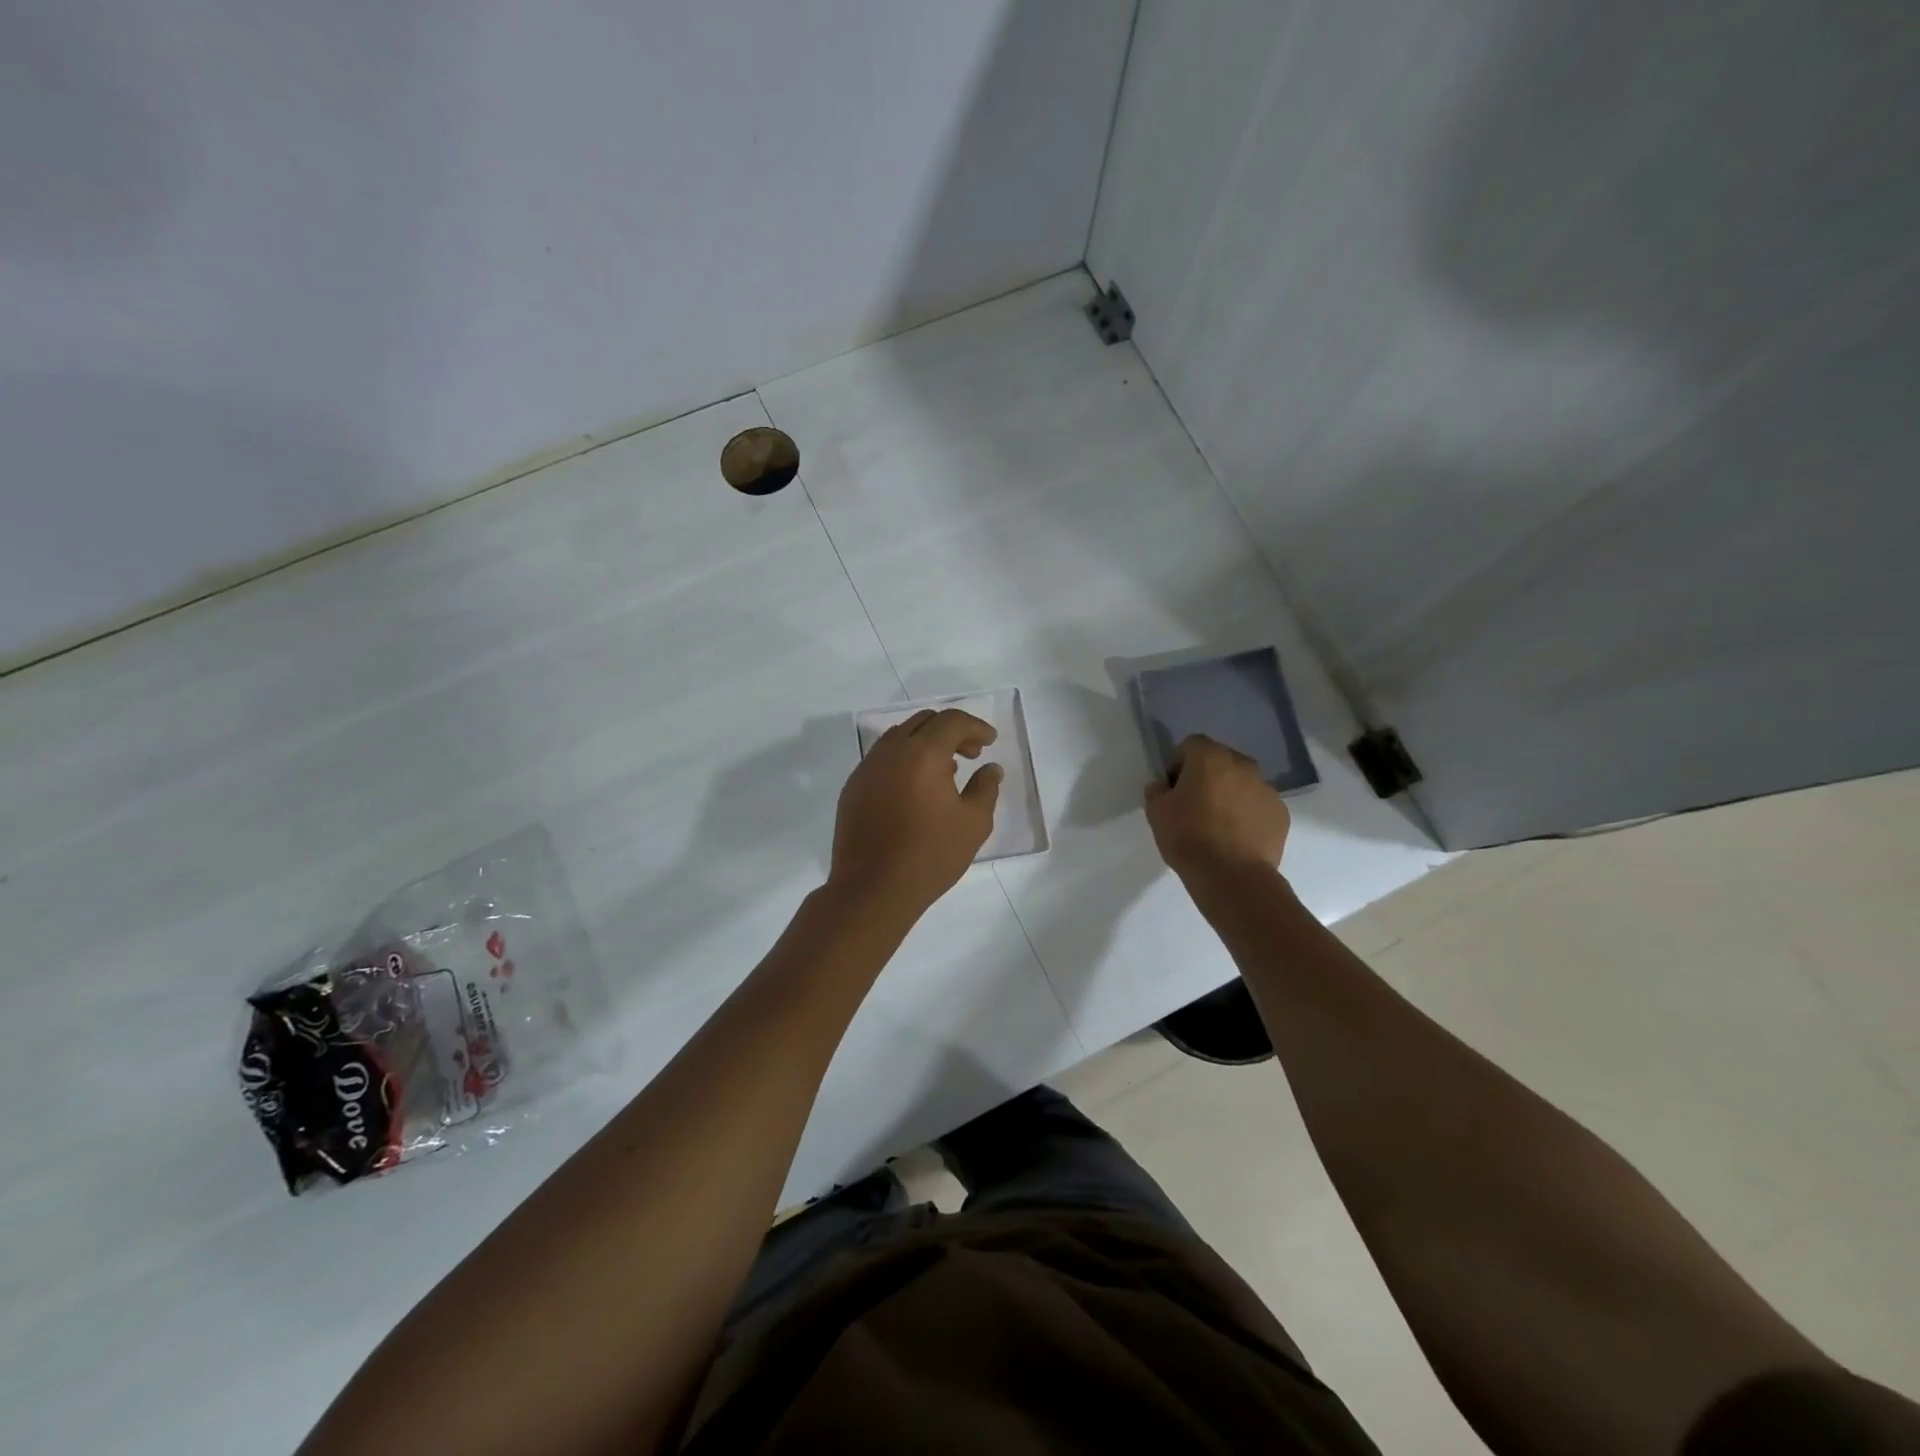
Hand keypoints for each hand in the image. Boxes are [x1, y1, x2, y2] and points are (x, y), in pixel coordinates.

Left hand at [830, 708, 1002, 919]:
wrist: (872, 890)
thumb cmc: (930, 855)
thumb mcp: (973, 823)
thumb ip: (986, 787)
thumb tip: (990, 768)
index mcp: (921, 753)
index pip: (951, 721)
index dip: (975, 727)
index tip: (991, 742)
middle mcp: (890, 751)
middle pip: (923, 722)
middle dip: (951, 731)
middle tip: (972, 753)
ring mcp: (866, 768)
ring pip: (899, 738)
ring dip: (925, 744)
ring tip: (946, 771)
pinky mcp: (852, 788)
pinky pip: (882, 759)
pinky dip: (904, 760)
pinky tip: (916, 790)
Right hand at [1144, 734, 1290, 878]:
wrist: (1233, 876)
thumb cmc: (1189, 838)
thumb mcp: (1156, 813)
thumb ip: (1156, 791)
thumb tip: (1162, 786)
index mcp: (1210, 758)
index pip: (1191, 745)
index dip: (1179, 764)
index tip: (1173, 789)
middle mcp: (1242, 765)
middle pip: (1220, 761)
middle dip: (1207, 777)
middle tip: (1195, 805)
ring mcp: (1267, 789)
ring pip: (1242, 783)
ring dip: (1230, 795)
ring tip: (1218, 826)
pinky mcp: (1281, 813)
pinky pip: (1259, 806)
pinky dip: (1248, 815)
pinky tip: (1237, 838)